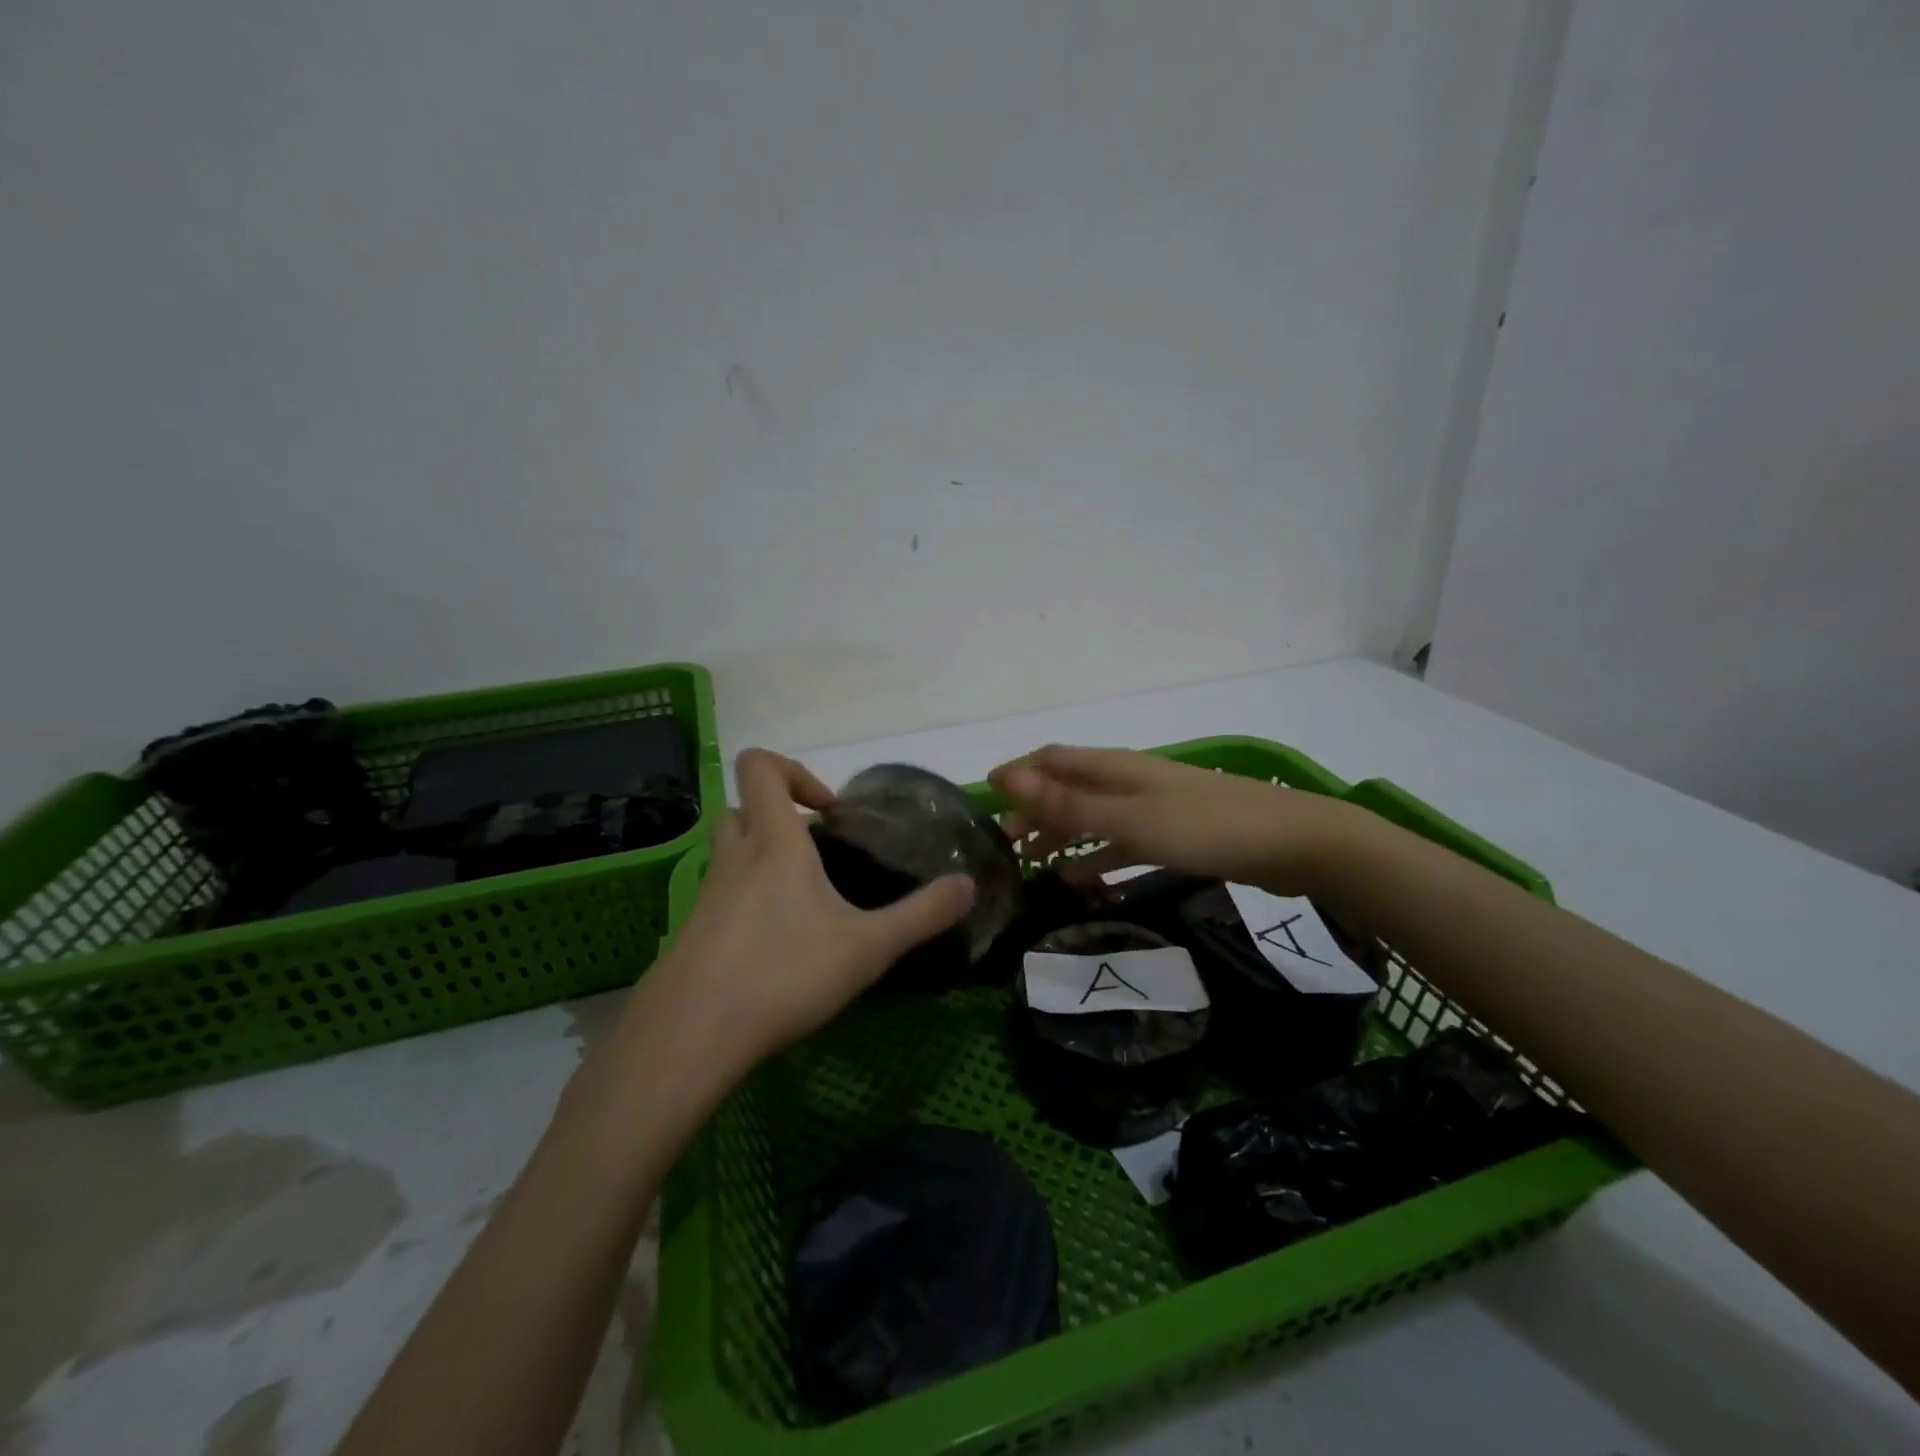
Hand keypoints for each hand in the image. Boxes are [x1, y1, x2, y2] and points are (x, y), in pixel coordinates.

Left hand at [654, 749, 975, 1067]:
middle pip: (742, 807)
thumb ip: (922, 914)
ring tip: (803, 903)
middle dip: (779, 817)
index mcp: (773, 842)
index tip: (828, 812)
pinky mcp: (691, 932)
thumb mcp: (868, 946)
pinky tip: (775, 949)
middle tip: (817, 853)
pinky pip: (720, 896)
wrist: (691, 1037)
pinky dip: (746, 902)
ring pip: (729, 852)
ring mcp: (706, 895)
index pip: (760, 766)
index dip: (794, 771)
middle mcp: (734, 857)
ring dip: (762, 858)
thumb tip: (969, 885)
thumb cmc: (784, 973)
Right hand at [988, 744, 1351, 895]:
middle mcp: (1128, 781)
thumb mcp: (1129, 819)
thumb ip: (1069, 804)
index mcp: (1114, 768)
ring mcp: (1152, 808)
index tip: (985, 795)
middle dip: (1035, 810)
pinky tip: (1082, 880)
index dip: (1018, 773)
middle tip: (1006, 844)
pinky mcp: (1173, 835)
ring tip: (1033, 864)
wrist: (1290, 842)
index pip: (1052, 759)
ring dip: (1062, 835)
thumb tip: (1008, 779)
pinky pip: (1122, 843)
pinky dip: (1098, 857)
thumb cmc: (1203, 827)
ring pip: (1093, 817)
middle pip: (1069, 788)